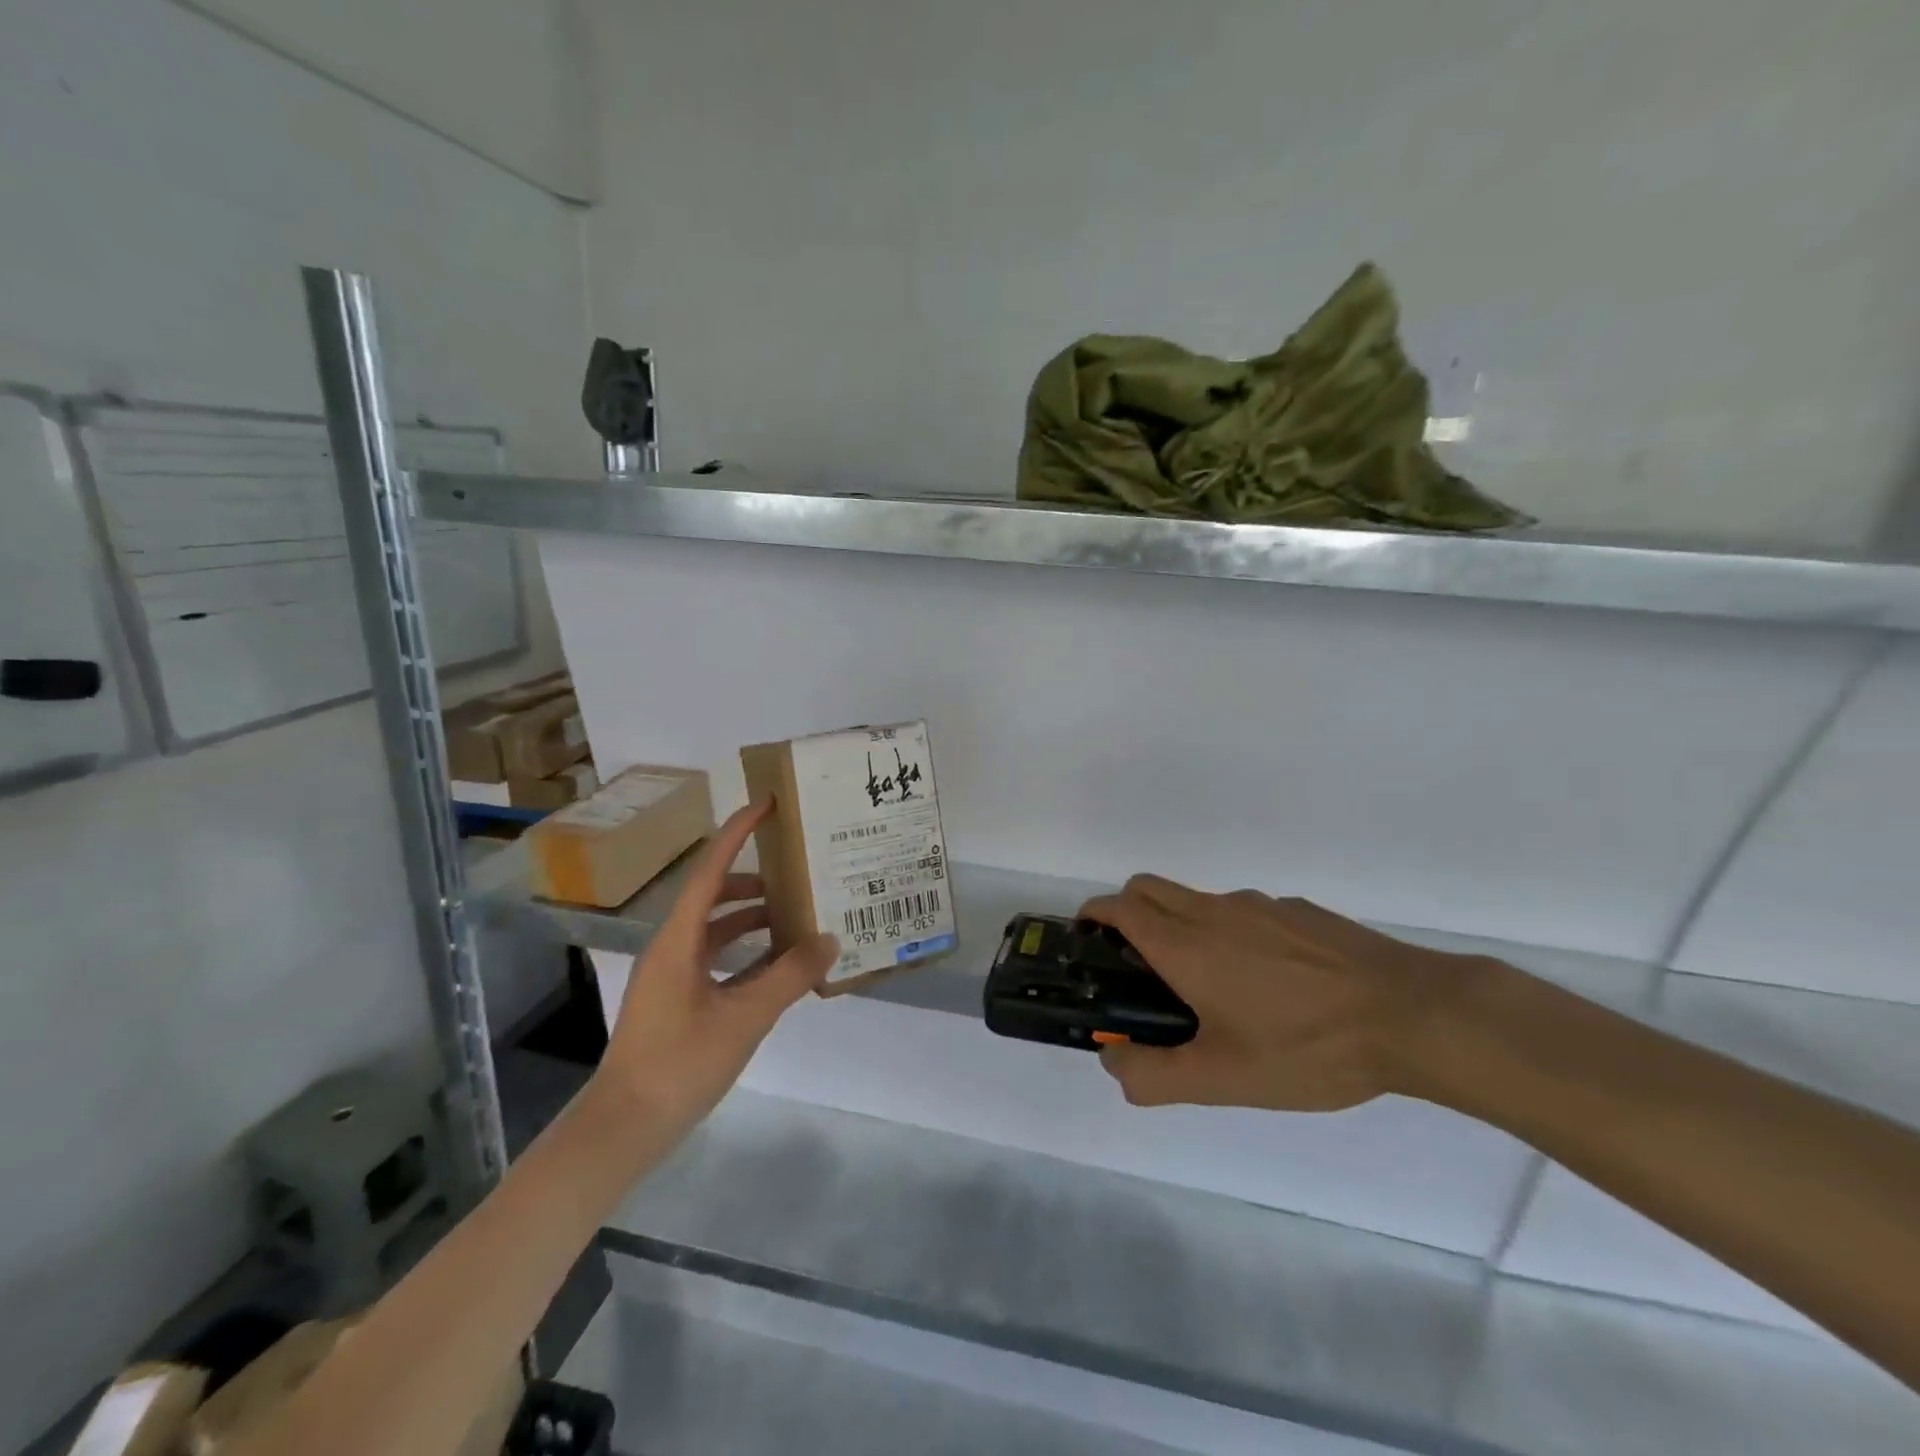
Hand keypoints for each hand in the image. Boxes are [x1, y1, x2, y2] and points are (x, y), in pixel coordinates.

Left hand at [588, 800, 837, 1146]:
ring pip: (717, 928)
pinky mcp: (678, 998)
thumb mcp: (744, 1018)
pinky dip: (747, 951)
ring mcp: (672, 974)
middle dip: (755, 880)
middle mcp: (672, 946)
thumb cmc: (679, 1063)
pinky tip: (779, 964)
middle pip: (715, 894)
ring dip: (754, 918)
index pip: (711, 868)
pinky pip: (717, 957)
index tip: (766, 804)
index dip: (738, 832)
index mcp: (678, 938)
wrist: (625, 1127)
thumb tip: (829, 939)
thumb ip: (789, 976)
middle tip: (798, 871)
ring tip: (798, 916)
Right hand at [1078, 875, 1457, 1111]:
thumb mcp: (1224, 1080)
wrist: (1410, 1014)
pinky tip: (1271, 983)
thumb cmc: (1307, 1047)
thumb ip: (1155, 1075)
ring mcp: (1259, 905)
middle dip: (1127, 911)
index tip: (1088, 940)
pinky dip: (1230, 931)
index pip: (1119, 906)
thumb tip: (1112, 1061)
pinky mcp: (1297, 910)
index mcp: (1186, 944)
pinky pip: (1243, 911)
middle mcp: (1214, 911)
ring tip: (1211, 985)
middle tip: (1138, 965)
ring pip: (1197, 900)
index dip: (1094, 916)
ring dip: (1181, 924)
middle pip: (1148, 888)